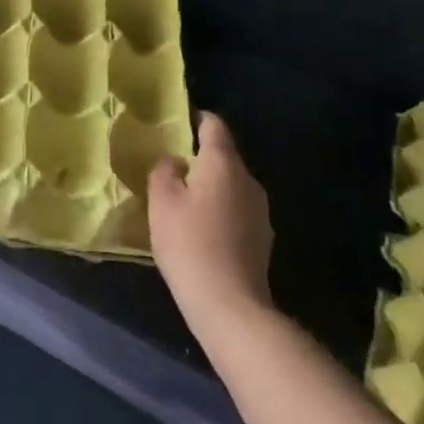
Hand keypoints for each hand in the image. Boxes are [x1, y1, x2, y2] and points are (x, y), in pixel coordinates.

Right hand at [149, 113, 274, 323]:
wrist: (230, 305)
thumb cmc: (189, 242)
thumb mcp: (161, 200)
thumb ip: (164, 170)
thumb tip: (173, 160)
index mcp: (224, 163)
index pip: (214, 125)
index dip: (195, 118)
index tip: (176, 123)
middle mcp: (249, 180)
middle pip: (223, 156)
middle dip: (199, 158)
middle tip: (170, 168)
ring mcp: (260, 210)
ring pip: (230, 185)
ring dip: (209, 187)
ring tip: (182, 202)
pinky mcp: (262, 238)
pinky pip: (236, 210)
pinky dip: (219, 211)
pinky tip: (201, 231)